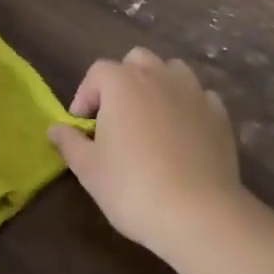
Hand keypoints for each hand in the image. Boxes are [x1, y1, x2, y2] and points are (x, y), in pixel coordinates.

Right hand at [48, 48, 242, 257]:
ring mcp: (192, 92)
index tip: (82, 124)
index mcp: (121, 83)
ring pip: (172, 70)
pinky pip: (200, 97)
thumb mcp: (89, 169)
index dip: (86, 94)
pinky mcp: (219, 114)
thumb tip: (54, 128)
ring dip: (159, 85)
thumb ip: (69, 143)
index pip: (97, 72)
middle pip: (136, 60)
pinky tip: (185, 132)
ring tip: (153, 117)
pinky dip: (189, 106)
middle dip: (124, 80)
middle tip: (118, 115)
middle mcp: (157, 75)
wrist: (199, 213)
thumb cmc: (133, 187)